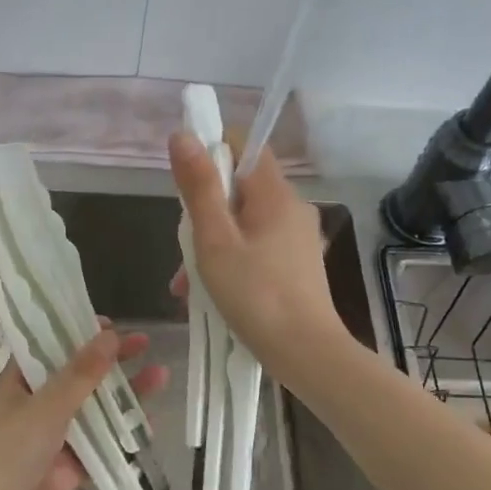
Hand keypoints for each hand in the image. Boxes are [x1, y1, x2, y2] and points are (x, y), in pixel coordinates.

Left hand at [0, 327, 166, 489]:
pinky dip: (122, 435)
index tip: (110, 324)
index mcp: (19, 383)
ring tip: (160, 376)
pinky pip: (100, 445)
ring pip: (94, 410)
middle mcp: (36, 405)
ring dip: (123, 395)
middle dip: (110, 361)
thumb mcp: (46, 406)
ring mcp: (53, 437)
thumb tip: (110, 335)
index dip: (77, 332)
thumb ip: (81, 373)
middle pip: (78, 376)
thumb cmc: (9, 452)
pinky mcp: (68, 467)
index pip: (49, 347)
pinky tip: (149, 423)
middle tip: (144, 343)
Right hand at [168, 131, 347, 381]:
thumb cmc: (255, 295)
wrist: (307, 354)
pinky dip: (233, 259)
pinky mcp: (298, 264)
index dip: (212, 151)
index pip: (245, 145)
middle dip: (206, 210)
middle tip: (185, 247)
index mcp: (275, 194)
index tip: (185, 181)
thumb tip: (183, 135)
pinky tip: (212, 293)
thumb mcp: (214, 240)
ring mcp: (298, 237)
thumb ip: (198, 187)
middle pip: (240, 187)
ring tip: (188, 284)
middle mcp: (292, 207)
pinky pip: (258, 246)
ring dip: (213, 242)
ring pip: (245, 221)